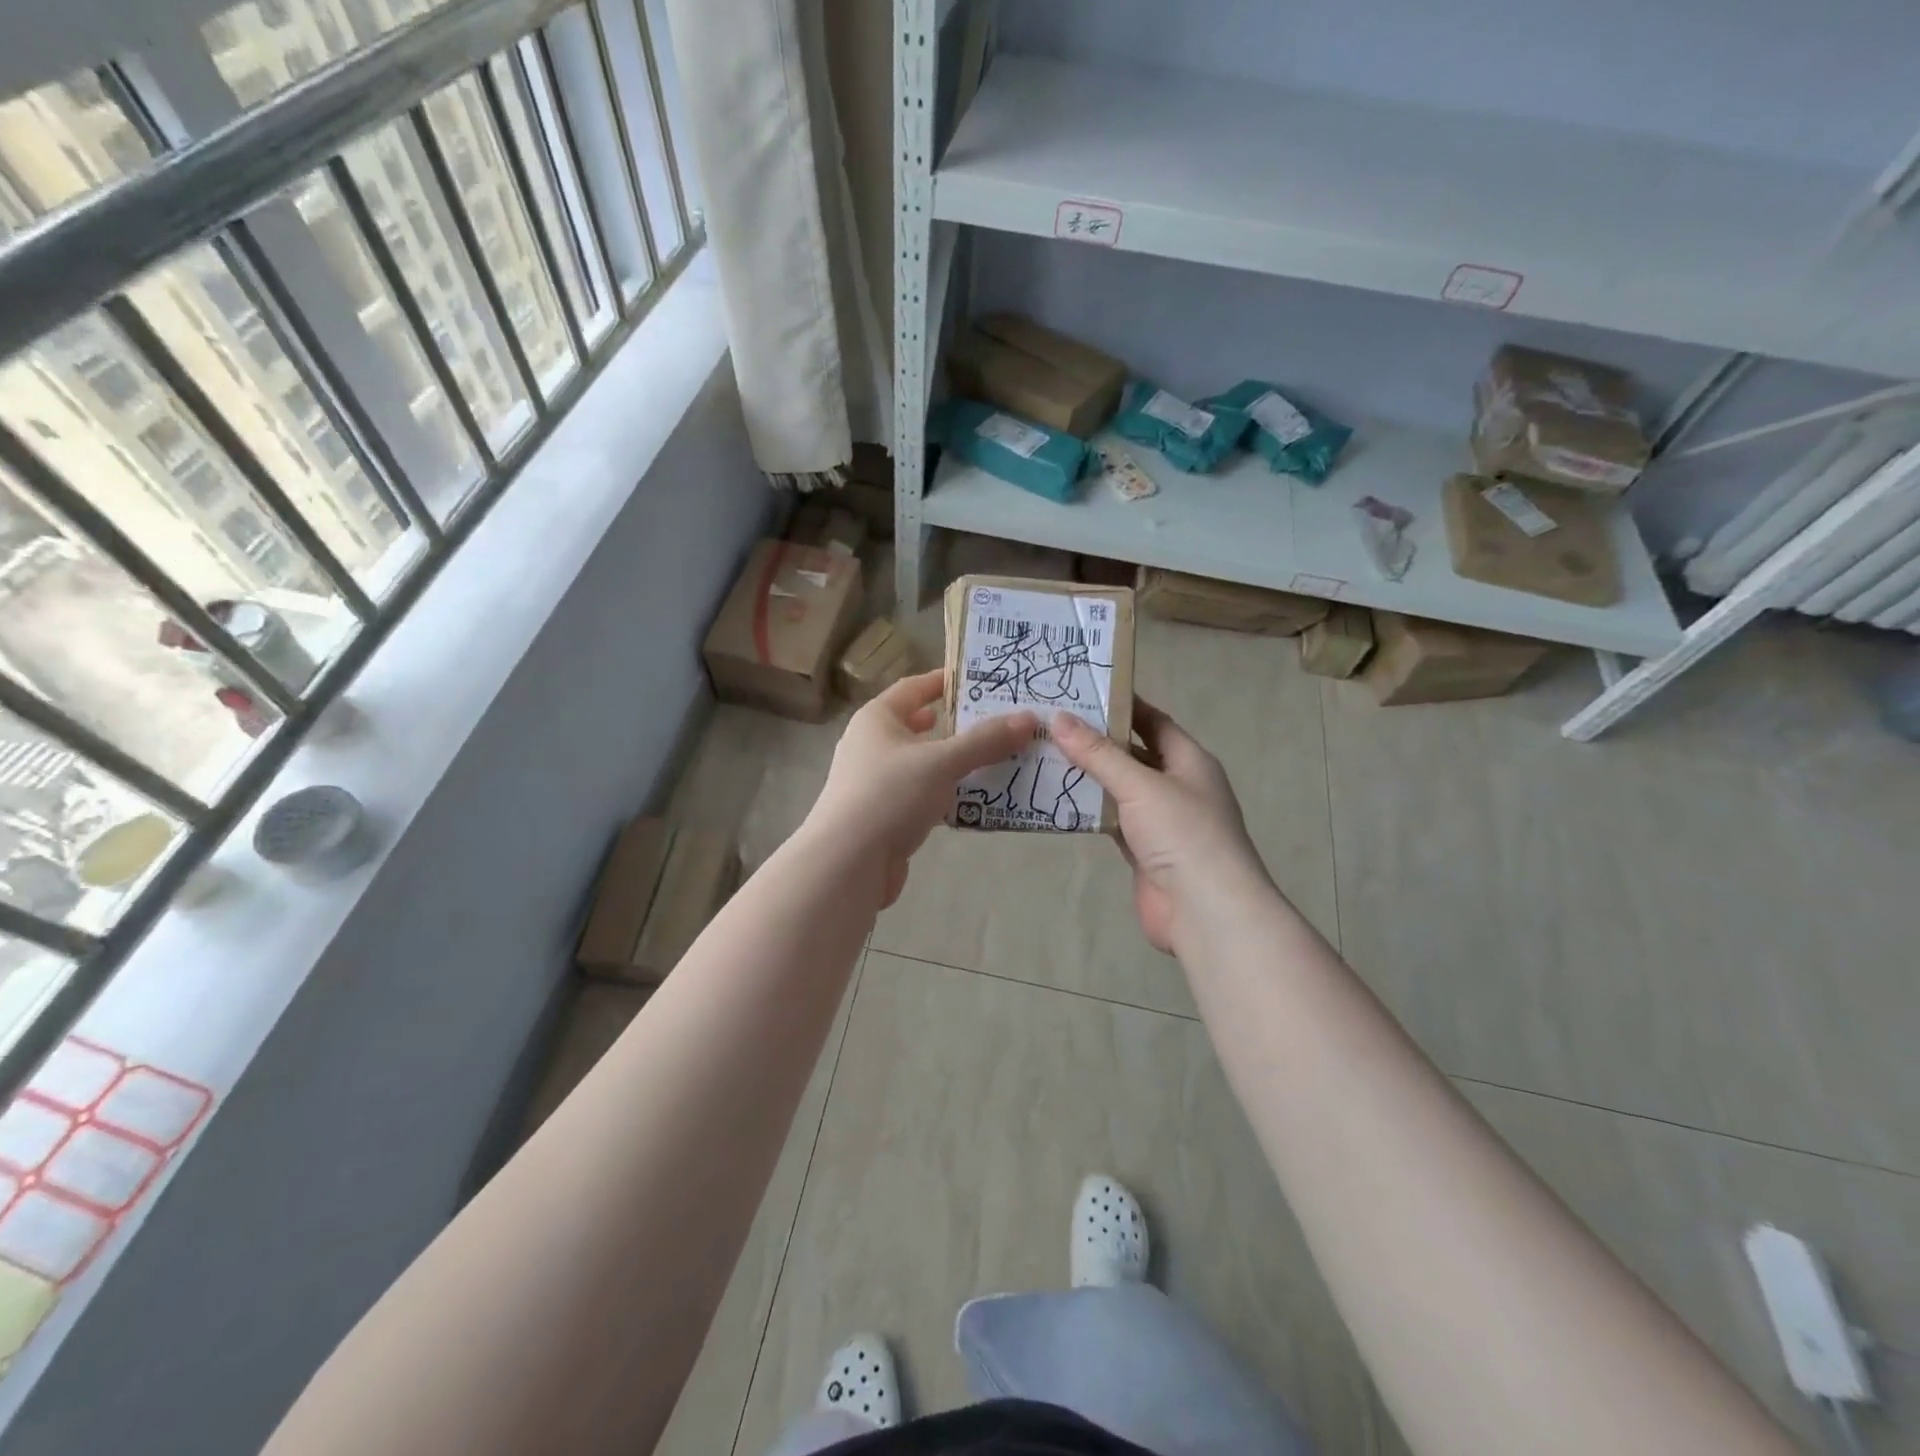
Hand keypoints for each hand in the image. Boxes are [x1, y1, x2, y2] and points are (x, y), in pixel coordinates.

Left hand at [806, 668, 1037, 907]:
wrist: (847, 864)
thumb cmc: (889, 796)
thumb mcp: (941, 762)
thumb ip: (985, 741)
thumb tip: (1028, 718)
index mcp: (877, 719)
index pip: (914, 688)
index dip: (945, 681)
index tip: (981, 679)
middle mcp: (872, 745)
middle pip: (920, 727)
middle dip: (958, 725)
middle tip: (999, 722)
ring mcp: (876, 783)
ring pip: (925, 764)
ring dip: (956, 762)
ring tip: (999, 758)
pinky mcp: (885, 816)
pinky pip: (924, 795)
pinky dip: (948, 794)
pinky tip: (977, 799)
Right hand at [1052, 701, 1268, 953]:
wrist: (1206, 911)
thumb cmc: (1183, 833)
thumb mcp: (1140, 785)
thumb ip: (1098, 753)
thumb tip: (1059, 718)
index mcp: (1189, 761)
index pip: (1153, 721)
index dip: (1122, 705)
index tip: (1083, 690)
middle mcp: (1177, 786)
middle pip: (1133, 754)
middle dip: (1097, 741)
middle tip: (1052, 723)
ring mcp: (1161, 821)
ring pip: (1120, 790)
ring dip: (1090, 776)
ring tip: (1045, 754)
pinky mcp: (1144, 851)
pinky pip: (1113, 821)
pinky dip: (1090, 811)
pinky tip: (1058, 799)